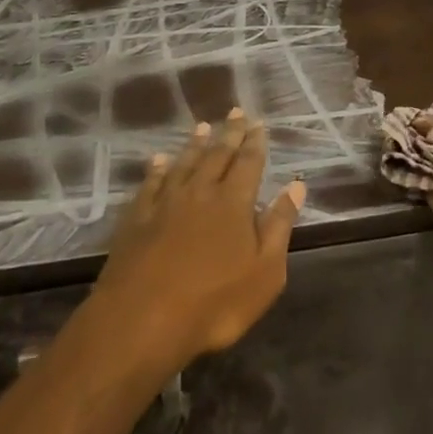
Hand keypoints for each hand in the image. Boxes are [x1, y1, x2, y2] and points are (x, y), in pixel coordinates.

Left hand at [89, 109, 305, 371]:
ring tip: (202, 126)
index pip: (248, 162)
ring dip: (195, 144)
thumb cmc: (213, 304)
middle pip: (217, 155)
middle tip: (236, 111)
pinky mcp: (137, 219)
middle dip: (229, 133)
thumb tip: (296, 186)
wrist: (140, 322)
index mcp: (234, 202)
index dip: (255, 142)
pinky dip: (156, 169)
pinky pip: (150, 184)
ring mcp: (166, 203)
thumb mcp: (264, 273)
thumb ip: (279, 226)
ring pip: (184, 163)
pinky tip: (158, 161)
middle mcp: (201, 192)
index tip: (258, 123)